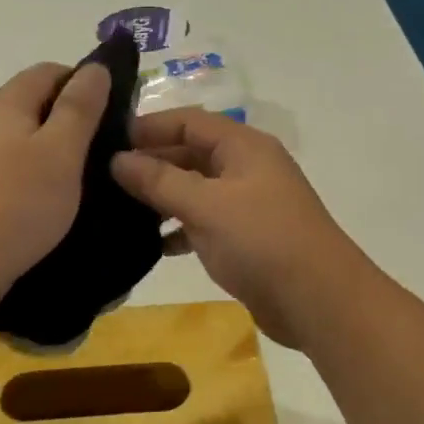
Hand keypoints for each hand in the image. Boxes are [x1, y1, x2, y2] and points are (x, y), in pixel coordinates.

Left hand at [0, 61, 109, 310]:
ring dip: (50, 153)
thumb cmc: (16, 203)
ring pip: (19, 139)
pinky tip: (43, 205)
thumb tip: (95, 68)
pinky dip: (29, 178)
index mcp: (6, 101)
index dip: (85, 84)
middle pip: (33, 104)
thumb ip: (80, 107)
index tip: (113, 117)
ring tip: (79, 184)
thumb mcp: (62, 151)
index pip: (50, 71)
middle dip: (69, 121)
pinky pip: (5, 169)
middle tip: (102, 155)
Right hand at [111, 110, 370, 348]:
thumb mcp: (206, 206)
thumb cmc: (262, 242)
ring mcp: (247, 203)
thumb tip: (117, 160)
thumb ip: (159, 180)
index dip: (148, 127)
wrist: (319, 302)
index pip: (187, 121)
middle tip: (103, 179)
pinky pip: (204, 221)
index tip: (106, 142)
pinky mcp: (246, 237)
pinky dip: (179, 228)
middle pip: (190, 153)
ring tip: (117, 210)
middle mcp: (246, 167)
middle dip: (150, 163)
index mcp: (243, 147)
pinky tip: (152, 244)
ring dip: (161, 197)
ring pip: (195, 189)